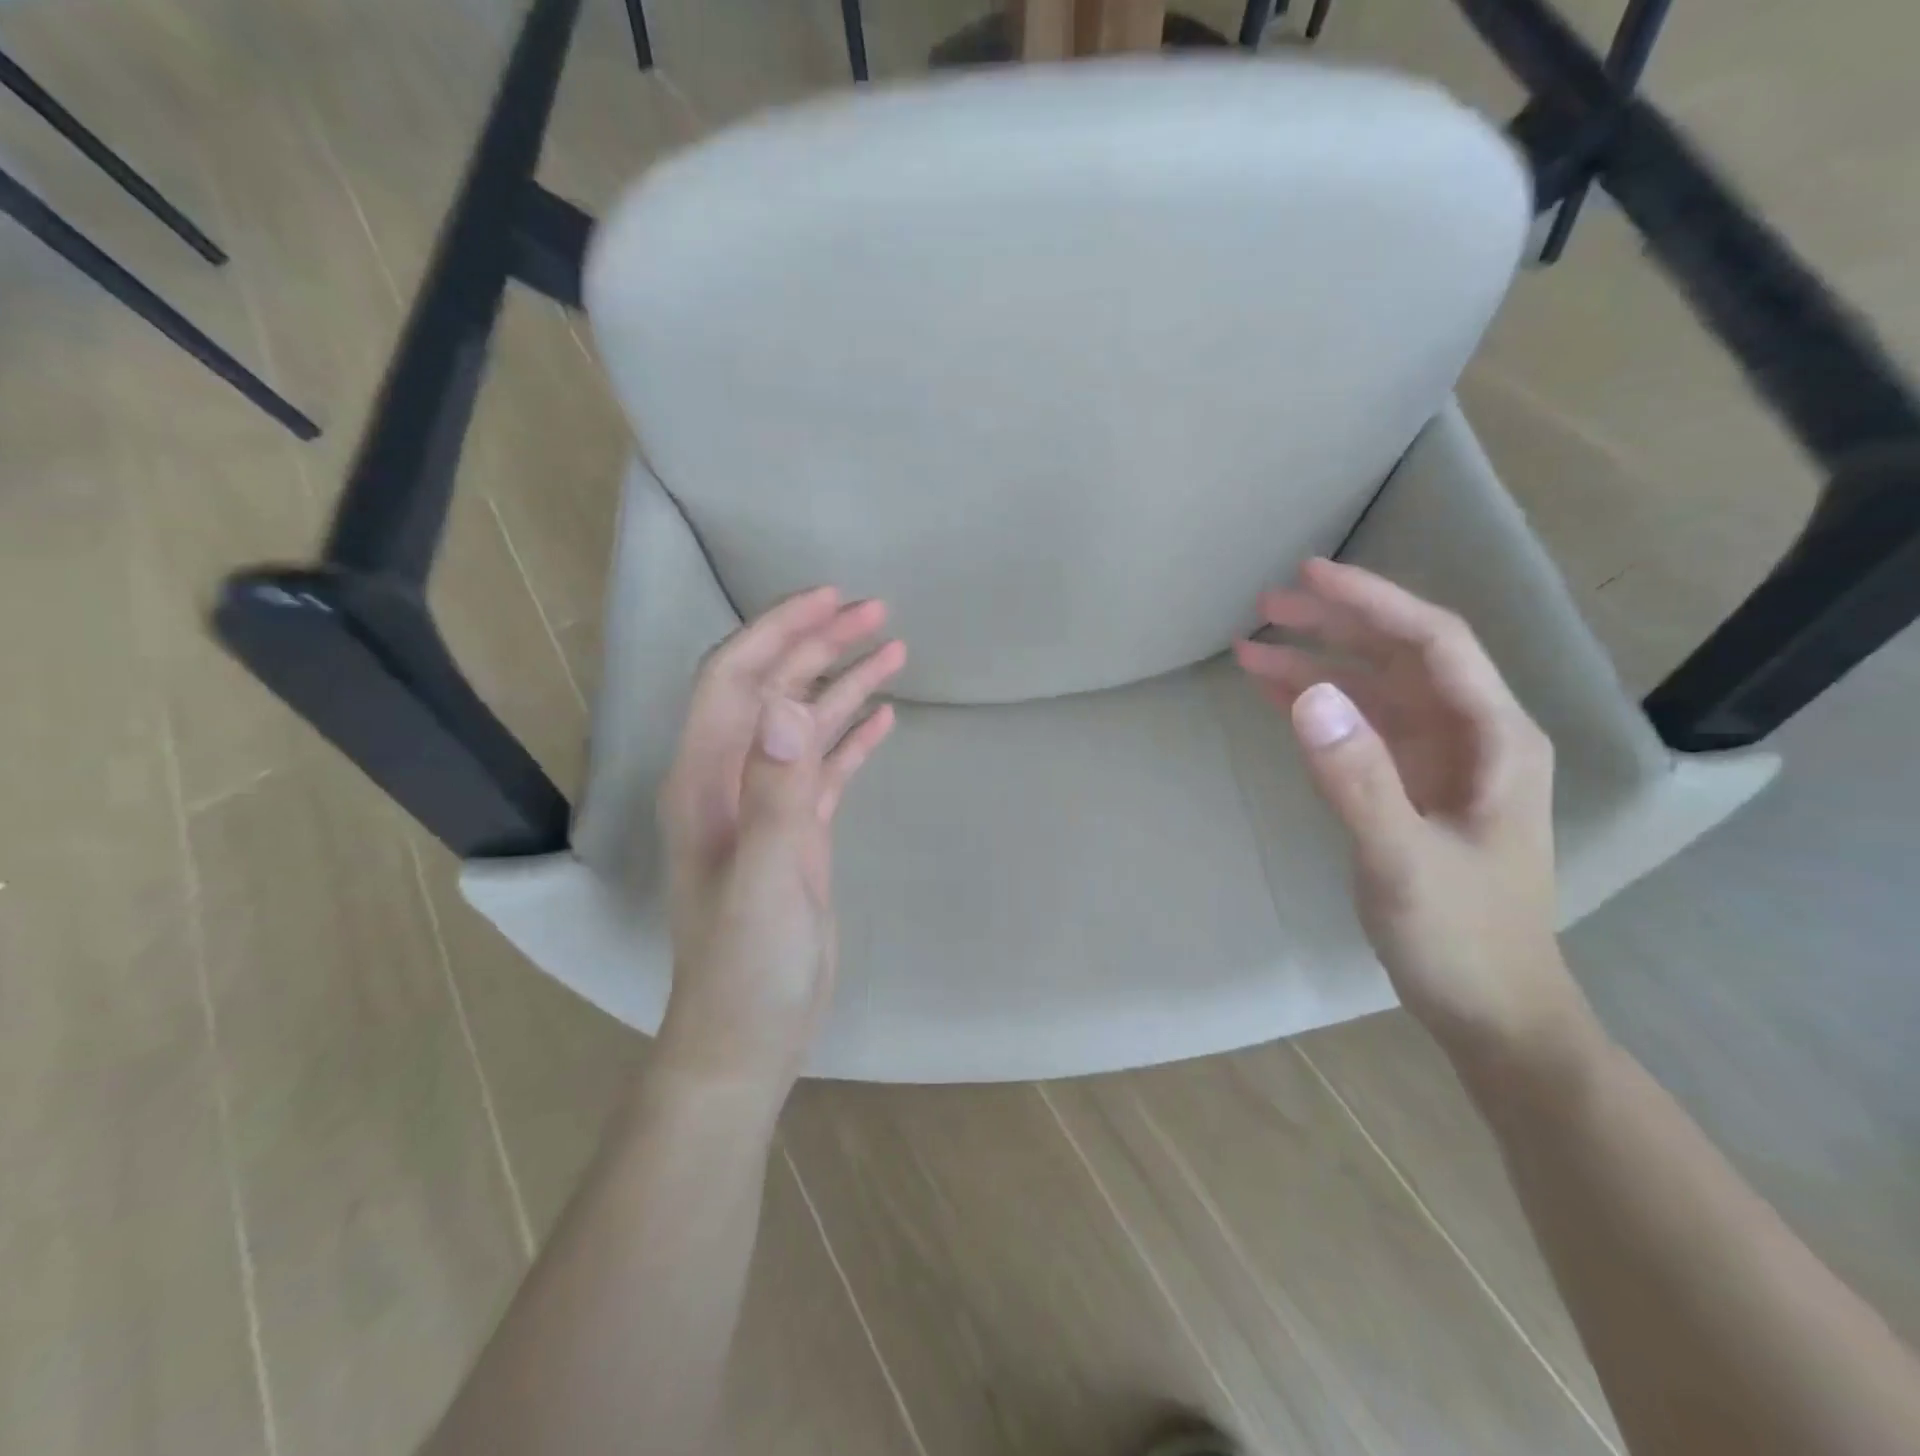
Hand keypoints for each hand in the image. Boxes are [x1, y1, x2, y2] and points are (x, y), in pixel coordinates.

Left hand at [656, 587, 905, 1097]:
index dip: (777, 631)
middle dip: (819, 645)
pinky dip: (851, 736)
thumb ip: (774, 791)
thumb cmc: (747, 965)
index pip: (735, 680)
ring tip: (894, 649)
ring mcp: (765, 805)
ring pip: (804, 724)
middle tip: (877, 612)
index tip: (830, 600)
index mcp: (706, 779)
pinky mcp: (796, 831)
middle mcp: (729, 779)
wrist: (749, 1035)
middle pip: (772, 690)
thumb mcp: (764, 879)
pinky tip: (884, 716)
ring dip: (843, 684)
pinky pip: (825, 766)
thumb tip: (786, 702)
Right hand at [1235, 558, 1588, 1063]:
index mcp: (1494, 739)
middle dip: (1333, 625)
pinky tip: (1273, 697)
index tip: (1310, 575)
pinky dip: (1315, 710)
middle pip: (1399, 657)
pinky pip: (1357, 732)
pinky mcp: (1407, 790)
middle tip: (1263, 605)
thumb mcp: (1403, 860)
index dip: (1372, 601)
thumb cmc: (1461, 939)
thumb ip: (1357, 778)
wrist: (1492, 1012)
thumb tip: (1306, 695)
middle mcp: (1470, 737)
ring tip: (1249, 647)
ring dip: (1314, 666)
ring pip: (1372, 692)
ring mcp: (1436, 764)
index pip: (1433, 643)